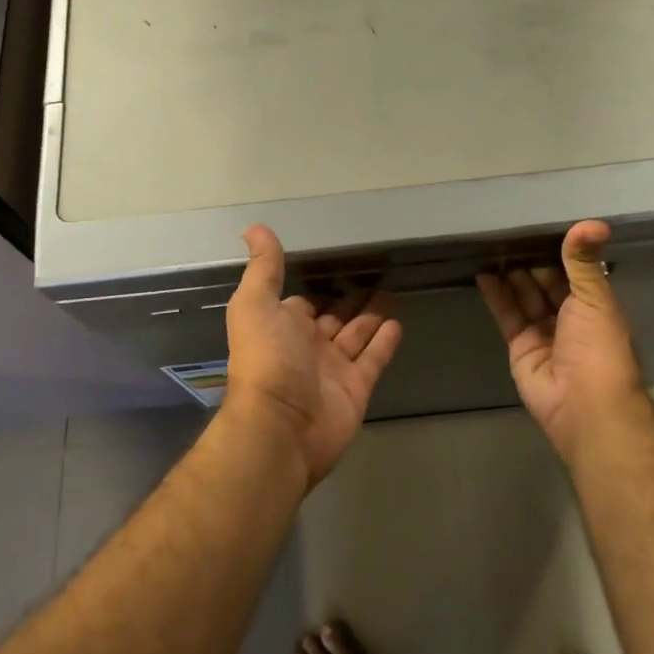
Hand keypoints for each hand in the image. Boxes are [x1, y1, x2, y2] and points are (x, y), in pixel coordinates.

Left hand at [224, 225, 402, 487]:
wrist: (281, 426)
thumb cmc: (266, 358)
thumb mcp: (255, 304)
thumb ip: (263, 268)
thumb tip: (255, 227)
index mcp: (282, 326)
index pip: (304, 302)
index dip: (319, 287)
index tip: (338, 267)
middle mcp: (307, 346)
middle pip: (334, 317)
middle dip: (351, 300)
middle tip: (376, 277)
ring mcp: (333, 369)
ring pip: (356, 335)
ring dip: (372, 315)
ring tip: (392, 292)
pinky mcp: (356, 388)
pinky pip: (373, 359)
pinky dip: (385, 342)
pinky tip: (398, 323)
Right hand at [477, 221, 649, 461]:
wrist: (582, 403)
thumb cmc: (598, 347)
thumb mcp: (594, 297)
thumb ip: (584, 261)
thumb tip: (594, 222)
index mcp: (594, 306)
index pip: (573, 272)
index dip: (558, 252)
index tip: (539, 226)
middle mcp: (569, 318)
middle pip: (546, 284)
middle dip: (530, 261)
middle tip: (508, 233)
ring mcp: (543, 332)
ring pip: (524, 297)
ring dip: (510, 275)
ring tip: (492, 247)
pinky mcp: (519, 346)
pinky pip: (507, 315)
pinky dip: (496, 295)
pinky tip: (484, 273)